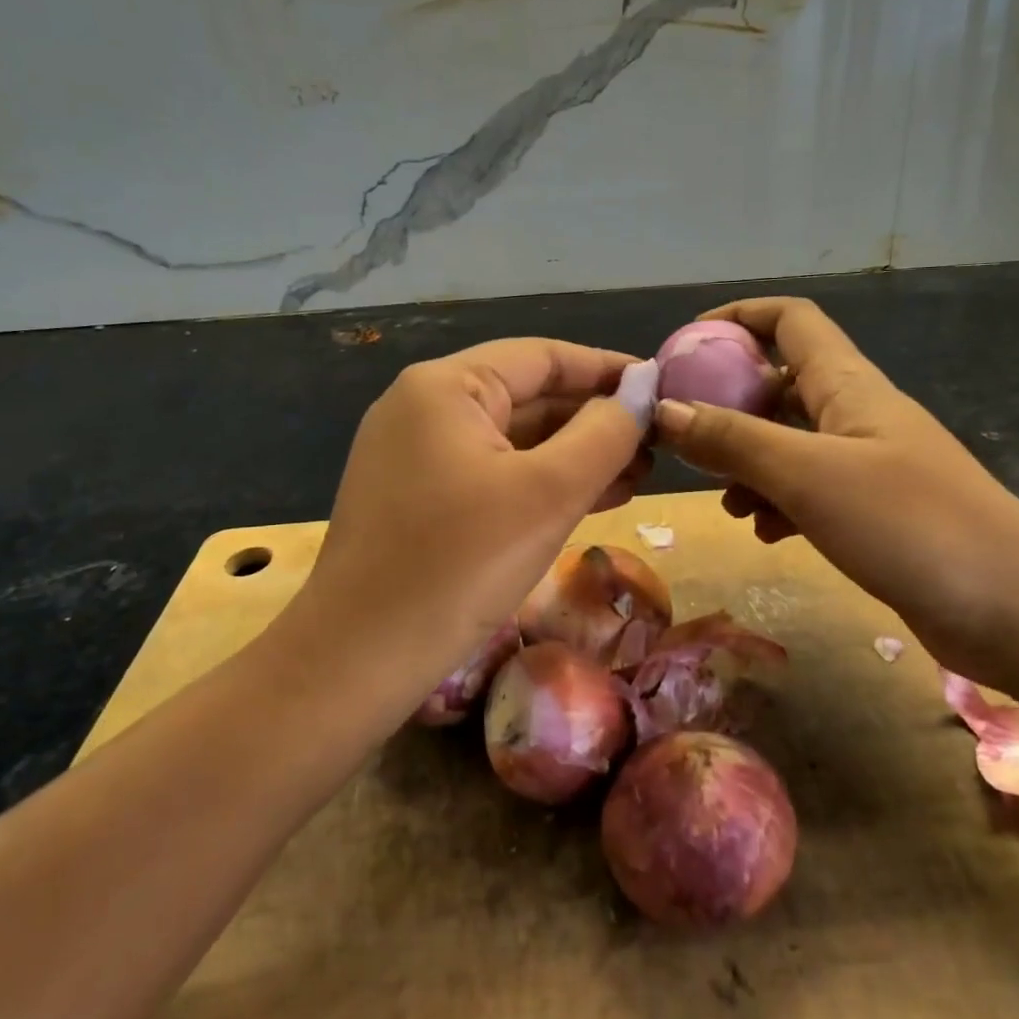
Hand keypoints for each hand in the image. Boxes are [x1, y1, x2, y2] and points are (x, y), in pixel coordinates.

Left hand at [304, 339, 650, 681]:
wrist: (358, 660)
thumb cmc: (460, 563)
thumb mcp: (548, 492)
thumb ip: (605, 432)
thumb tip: (643, 387)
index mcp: (446, 387)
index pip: (542, 357)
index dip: (607, 369)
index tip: (661, 387)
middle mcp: (424, 407)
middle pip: (528, 397)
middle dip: (595, 420)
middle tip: (657, 444)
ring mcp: (415, 455)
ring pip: (513, 440)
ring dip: (575, 455)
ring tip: (639, 475)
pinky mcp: (417, 499)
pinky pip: (492, 474)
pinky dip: (541, 483)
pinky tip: (592, 499)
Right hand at [652, 298, 1018, 699]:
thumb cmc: (910, 524)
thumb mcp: (807, 475)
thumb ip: (732, 440)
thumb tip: (661, 410)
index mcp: (847, 385)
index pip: (790, 320)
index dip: (738, 317)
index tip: (686, 345)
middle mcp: (856, 414)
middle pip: (780, 384)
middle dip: (728, 403)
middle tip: (683, 437)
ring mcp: (868, 465)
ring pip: (790, 443)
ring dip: (748, 461)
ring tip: (722, 498)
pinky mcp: (874, 512)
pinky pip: (809, 490)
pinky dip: (778, 502)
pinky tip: (763, 532)